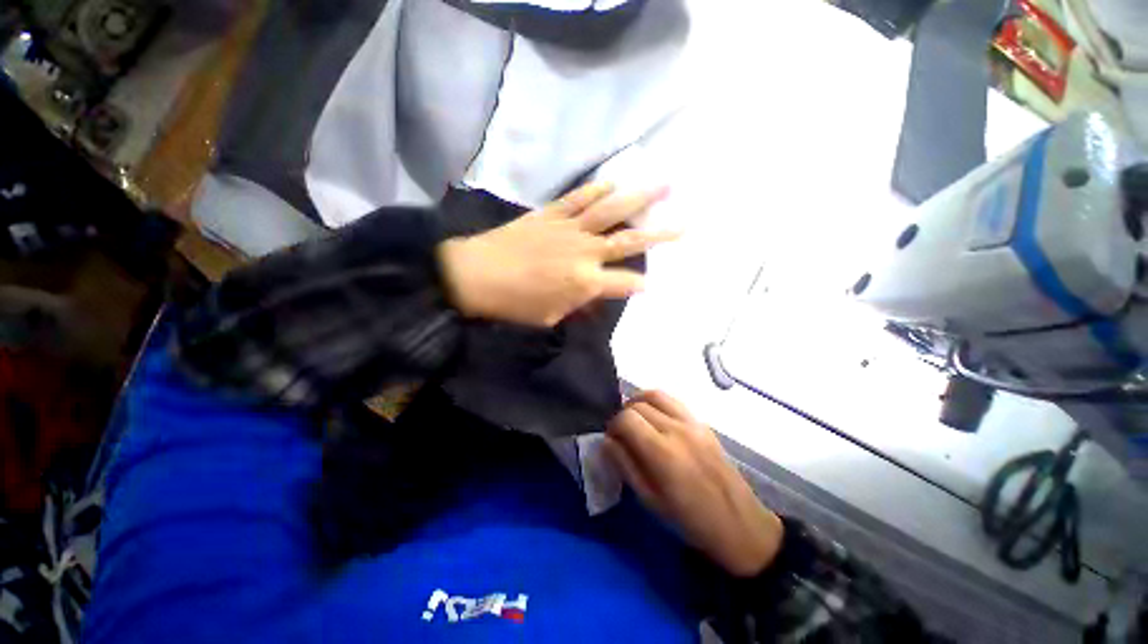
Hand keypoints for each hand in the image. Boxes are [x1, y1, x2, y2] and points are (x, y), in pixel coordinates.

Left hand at [437, 182, 676, 326]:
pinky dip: (598, 189)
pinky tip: (614, 181)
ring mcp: (569, 228)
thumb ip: (578, 303)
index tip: (650, 284)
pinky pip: (579, 198)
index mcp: (586, 282)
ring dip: (640, 198)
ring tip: (665, 184)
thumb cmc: (514, 304)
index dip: (640, 284)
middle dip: (661, 234)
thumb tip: (595, 294)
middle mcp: (585, 252)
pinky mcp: (551, 214)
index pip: (626, 283)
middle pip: (630, 241)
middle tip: (685, 224)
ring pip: (611, 210)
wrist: (475, 275)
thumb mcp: (551, 316)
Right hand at [604, 390, 784, 576]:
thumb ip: (625, 465)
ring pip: (656, 394)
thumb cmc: (690, 520)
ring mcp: (693, 422)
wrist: (740, 525)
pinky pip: (673, 401)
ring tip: (636, 421)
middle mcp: (677, 429)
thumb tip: (607, 440)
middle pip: (638, 404)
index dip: (613, 426)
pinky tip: (655, 421)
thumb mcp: (650, 500)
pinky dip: (657, 404)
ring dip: (639, 402)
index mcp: (663, 453)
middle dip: (623, 415)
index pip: (626, 418)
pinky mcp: (703, 422)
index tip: (611, 440)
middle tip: (622, 434)